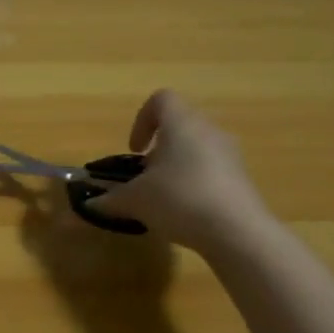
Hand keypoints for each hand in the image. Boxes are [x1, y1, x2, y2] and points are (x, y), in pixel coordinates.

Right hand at [91, 90, 273, 252]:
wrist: (238, 233)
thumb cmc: (179, 199)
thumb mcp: (136, 200)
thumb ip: (110, 199)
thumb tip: (90, 205)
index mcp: (182, 123)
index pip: (161, 100)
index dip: (142, 120)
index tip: (134, 150)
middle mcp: (209, 130)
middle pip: (180, 125)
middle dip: (159, 148)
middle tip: (146, 176)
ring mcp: (231, 154)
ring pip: (198, 148)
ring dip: (178, 165)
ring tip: (165, 196)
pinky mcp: (244, 179)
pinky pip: (214, 170)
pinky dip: (197, 182)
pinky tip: (188, 212)